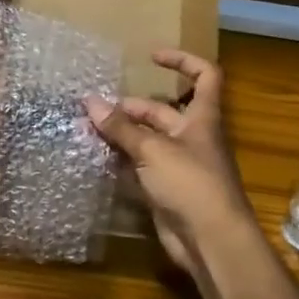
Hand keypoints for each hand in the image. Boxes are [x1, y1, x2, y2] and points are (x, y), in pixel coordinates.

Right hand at [86, 49, 256, 278]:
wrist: (211, 241)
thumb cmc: (191, 185)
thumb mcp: (153, 150)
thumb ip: (121, 128)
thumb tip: (90, 102)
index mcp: (202, 119)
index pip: (204, 76)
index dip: (182, 61)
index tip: (151, 57)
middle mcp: (192, 138)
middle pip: (161, 112)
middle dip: (130, 108)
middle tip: (94, 110)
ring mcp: (179, 166)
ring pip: (147, 141)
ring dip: (121, 135)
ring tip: (88, 130)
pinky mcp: (166, 190)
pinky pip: (141, 168)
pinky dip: (121, 162)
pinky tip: (96, 159)